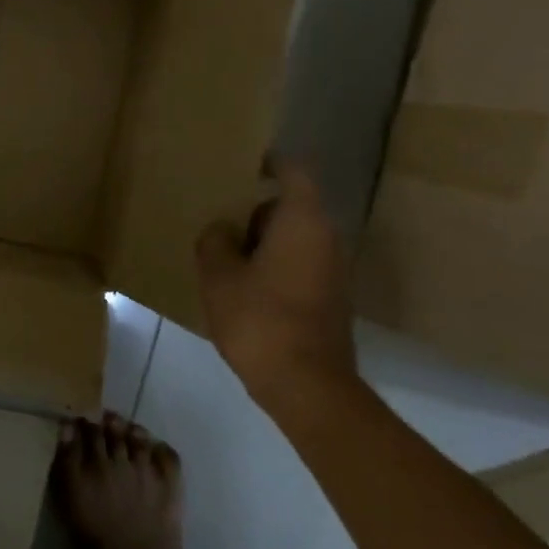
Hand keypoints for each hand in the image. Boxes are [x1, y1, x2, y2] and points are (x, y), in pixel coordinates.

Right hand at [196, 162, 359, 415]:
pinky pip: (299, 266)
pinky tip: (244, 290)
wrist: (307, 385)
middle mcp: (326, 238)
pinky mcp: (331, 299)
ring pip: (294, 240)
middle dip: (255, 212)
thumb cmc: (260, 319)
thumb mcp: (219, 276)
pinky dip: (274, 268)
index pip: (293, 172)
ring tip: (223, 257)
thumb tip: (222, 230)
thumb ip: (215, 241)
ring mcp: (334, 271)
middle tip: (218, 221)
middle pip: (290, 208)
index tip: (243, 166)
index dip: (269, 163)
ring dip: (263, 244)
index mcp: (302, 221)